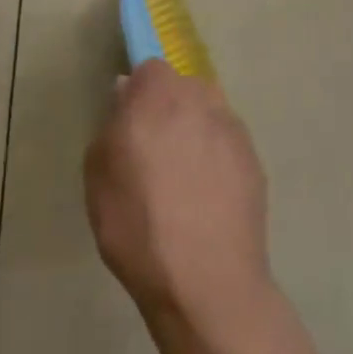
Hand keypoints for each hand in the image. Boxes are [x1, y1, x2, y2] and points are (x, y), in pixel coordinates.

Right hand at [85, 60, 272, 330]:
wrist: (206, 283)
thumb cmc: (137, 225)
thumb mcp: (98, 175)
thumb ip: (111, 125)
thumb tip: (126, 96)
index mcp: (159, 95)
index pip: (149, 70)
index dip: (138, 94)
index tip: (129, 125)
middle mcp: (201, 99)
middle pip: (182, 88)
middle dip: (168, 110)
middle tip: (154, 153)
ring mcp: (233, 128)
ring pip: (208, 114)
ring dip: (195, 132)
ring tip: (183, 180)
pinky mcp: (254, 160)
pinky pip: (227, 145)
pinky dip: (217, 160)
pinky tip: (207, 199)